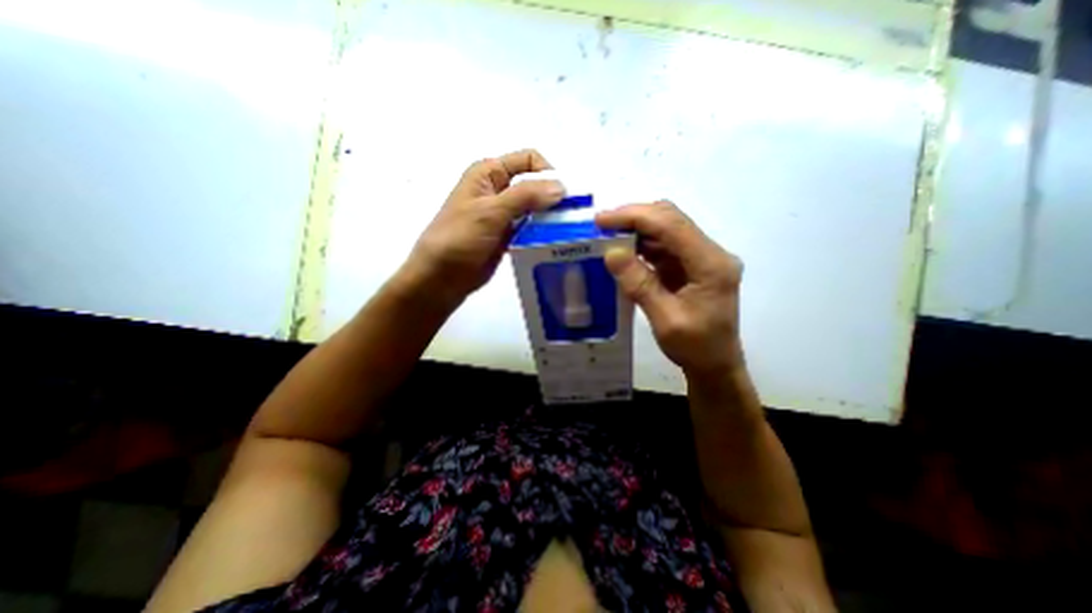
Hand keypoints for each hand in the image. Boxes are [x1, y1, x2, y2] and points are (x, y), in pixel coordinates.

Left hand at [405, 150, 566, 304]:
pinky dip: (542, 232)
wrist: (442, 276)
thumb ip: (526, 196)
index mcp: (489, 173)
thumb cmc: (460, 238)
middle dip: (552, 197)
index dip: (547, 173)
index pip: (528, 160)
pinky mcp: (507, 235)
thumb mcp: (491, 212)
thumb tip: (561, 187)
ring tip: (566, 232)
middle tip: (570, 217)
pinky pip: (531, 228)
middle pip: (534, 184)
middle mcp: (498, 189)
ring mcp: (503, 214)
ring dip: (549, 217)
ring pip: (535, 208)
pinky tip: (553, 242)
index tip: (563, 197)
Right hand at [596, 205, 741, 379]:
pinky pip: (665, 246)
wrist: (716, 365)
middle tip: (601, 226)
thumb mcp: (665, 320)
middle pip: (671, 220)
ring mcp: (702, 258)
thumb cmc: (695, 348)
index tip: (601, 220)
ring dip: (636, 230)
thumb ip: (640, 284)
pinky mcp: (692, 265)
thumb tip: (611, 252)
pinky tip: (624, 251)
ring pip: (667, 230)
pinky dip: (642, 246)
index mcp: (711, 264)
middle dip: (634, 218)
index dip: (634, 217)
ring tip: (607, 237)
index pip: (671, 225)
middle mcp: (711, 253)